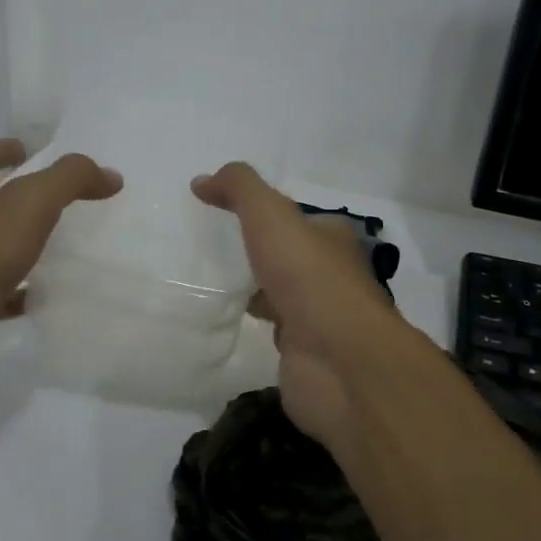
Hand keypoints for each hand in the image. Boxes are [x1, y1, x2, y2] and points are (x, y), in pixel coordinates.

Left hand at [0, 139, 121, 428]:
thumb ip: (69, 181)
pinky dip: (20, 291)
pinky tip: (47, 296)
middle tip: (62, 196)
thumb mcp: (26, 206)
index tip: (33, 149)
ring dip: (20, 243)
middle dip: (16, 195)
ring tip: (64, 242)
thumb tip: (109, 174)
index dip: (3, 149)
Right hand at [191, 163, 398, 452]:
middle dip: (256, 252)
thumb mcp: (271, 216)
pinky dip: (253, 322)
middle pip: (287, 256)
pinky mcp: (303, 351)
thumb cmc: (309, 278)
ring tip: (209, 282)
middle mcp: (329, 273)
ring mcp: (317, 314)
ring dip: (253, 289)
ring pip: (279, 293)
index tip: (220, 213)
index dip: (261, 212)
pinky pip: (272, 329)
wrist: (338, 359)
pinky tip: (225, 320)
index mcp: (331, 237)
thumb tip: (202, 180)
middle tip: (209, 249)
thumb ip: (239, 189)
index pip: (294, 217)